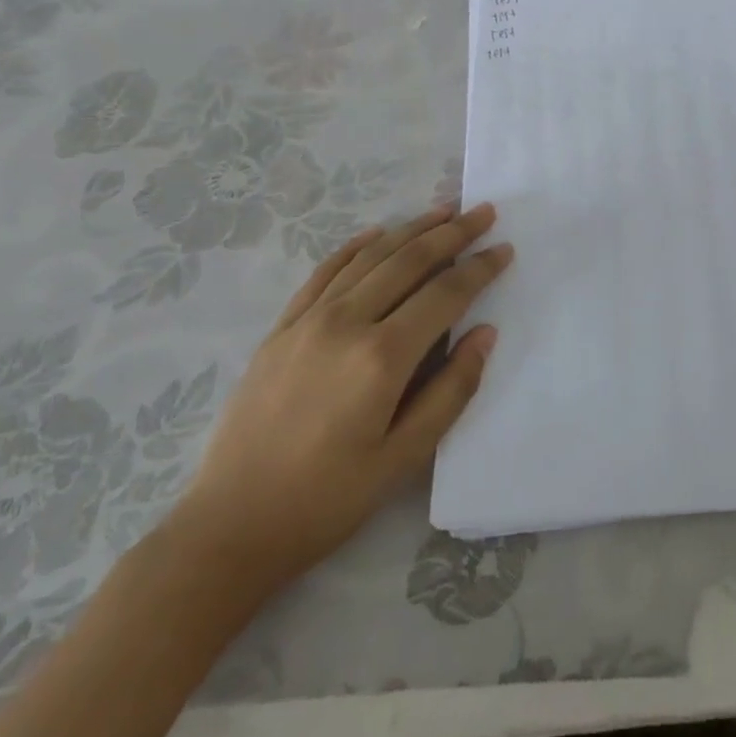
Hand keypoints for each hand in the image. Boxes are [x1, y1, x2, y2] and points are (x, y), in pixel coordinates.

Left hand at [167, 202, 509, 595]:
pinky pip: (325, 272)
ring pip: (370, 257)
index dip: (479, 268)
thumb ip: (451, 390)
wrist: (230, 526)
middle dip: (452, 233)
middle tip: (482, 212)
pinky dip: (356, 246)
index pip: (444, 294)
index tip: (505, 248)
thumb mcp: (404, 458)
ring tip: (443, 210)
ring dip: (411, 229)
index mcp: (382, 357)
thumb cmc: (327, 499)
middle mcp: (346, 323)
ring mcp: (308, 320)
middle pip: (409, 261)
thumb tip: (484, 333)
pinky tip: (377, 234)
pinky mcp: (281, 328)